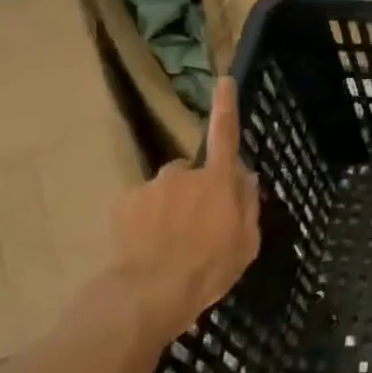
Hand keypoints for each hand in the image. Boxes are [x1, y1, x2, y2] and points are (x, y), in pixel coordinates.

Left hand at [109, 76, 260, 339]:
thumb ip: (247, 203)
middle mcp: (184, 174)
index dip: (226, 107)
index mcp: (219, 181)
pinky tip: (148, 246)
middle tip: (200, 226)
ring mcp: (151, 187)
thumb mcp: (247, 241)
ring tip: (171, 242)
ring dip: (170, 206)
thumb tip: (244, 176)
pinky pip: (142, 205)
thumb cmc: (210, 267)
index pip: (226, 135)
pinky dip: (146, 220)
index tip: (223, 80)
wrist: (150, 292)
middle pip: (194, 173)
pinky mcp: (124, 204)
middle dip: (196, 190)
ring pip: (167, 190)